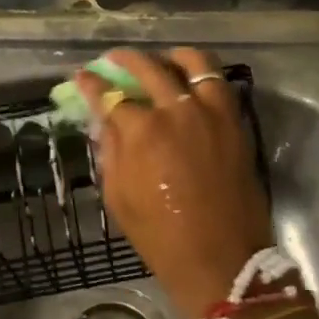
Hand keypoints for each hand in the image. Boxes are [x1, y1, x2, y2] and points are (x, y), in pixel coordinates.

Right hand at [75, 48, 273, 318]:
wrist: (221, 260)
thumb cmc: (160, 236)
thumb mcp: (118, 196)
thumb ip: (110, 150)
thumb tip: (106, 120)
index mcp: (143, 131)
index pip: (109, 95)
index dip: (92, 83)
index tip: (83, 76)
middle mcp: (177, 111)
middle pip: (149, 68)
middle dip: (126, 59)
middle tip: (115, 59)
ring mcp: (211, 113)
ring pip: (194, 63)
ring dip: (172, 57)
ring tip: (162, 61)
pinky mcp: (235, 122)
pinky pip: (220, 84)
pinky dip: (203, 76)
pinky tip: (191, 82)